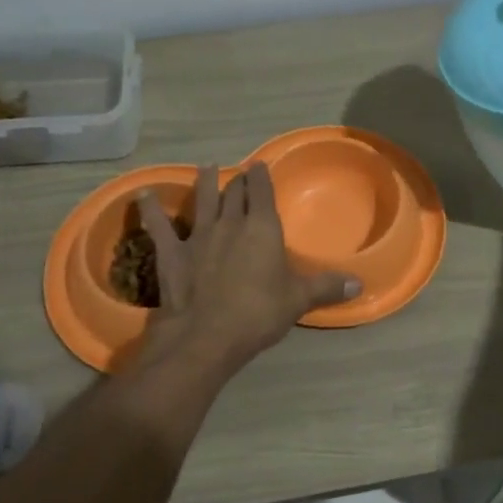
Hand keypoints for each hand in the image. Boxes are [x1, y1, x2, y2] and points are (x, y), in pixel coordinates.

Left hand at [133, 163, 359, 378]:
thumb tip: (360, 284)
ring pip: (202, 201)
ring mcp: (198, 235)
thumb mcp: (298, 301)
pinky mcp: (171, 253)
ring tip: (205, 167)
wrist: (205, 336)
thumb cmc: (258, 314)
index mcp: (262, 228)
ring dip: (204, 183)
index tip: (260, 166)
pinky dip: (151, 210)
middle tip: (239, 172)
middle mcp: (229, 223)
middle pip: (234, 193)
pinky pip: (159, 226)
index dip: (261, 177)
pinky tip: (142, 195)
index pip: (262, 192)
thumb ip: (326, 287)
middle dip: (238, 181)